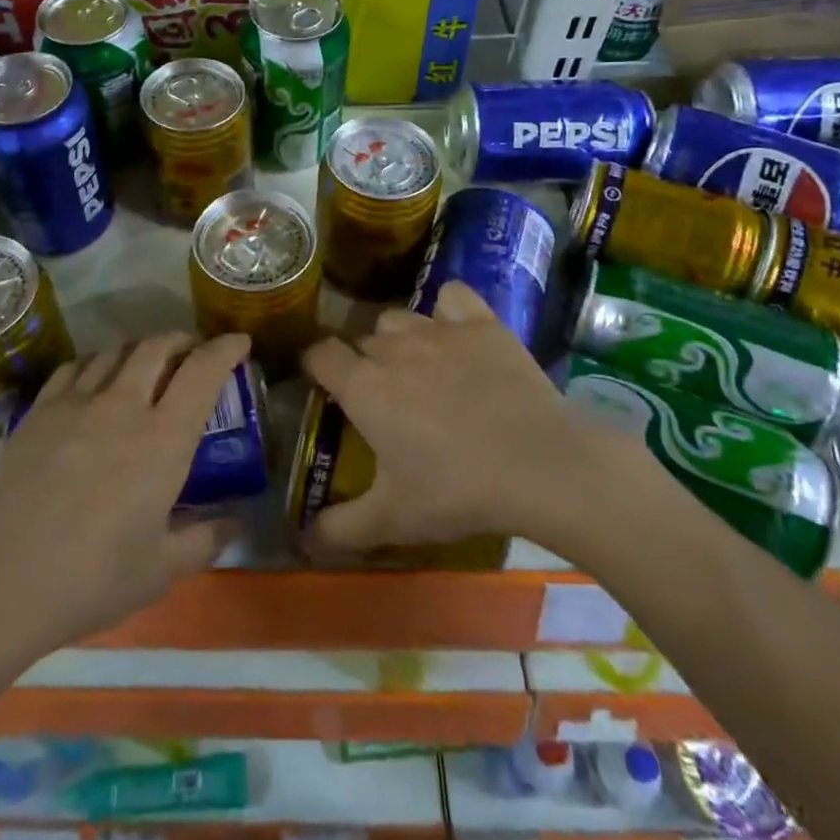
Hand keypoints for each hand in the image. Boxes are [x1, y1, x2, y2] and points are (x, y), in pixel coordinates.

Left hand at [0, 333, 248, 668]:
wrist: (1, 584)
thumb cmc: (92, 580)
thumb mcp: (161, 570)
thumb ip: (206, 540)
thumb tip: (237, 522)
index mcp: (163, 439)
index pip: (203, 371)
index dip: (226, 348)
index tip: (239, 342)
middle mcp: (123, 405)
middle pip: (158, 346)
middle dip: (183, 339)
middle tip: (193, 351)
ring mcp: (76, 402)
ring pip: (116, 350)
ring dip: (140, 349)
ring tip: (147, 363)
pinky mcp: (39, 410)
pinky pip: (75, 366)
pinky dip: (97, 361)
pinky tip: (96, 379)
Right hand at [300, 282, 635, 554]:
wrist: (538, 463)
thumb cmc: (456, 490)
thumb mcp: (393, 519)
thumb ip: (340, 528)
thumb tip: (301, 542)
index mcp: (363, 386)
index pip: (318, 354)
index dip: (315, 367)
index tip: (324, 387)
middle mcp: (392, 347)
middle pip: (361, 339)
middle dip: (362, 362)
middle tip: (381, 398)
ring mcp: (438, 329)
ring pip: (399, 318)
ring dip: (397, 338)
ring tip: (416, 368)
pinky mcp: (480, 323)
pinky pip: (451, 297)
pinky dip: (447, 310)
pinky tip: (455, 331)